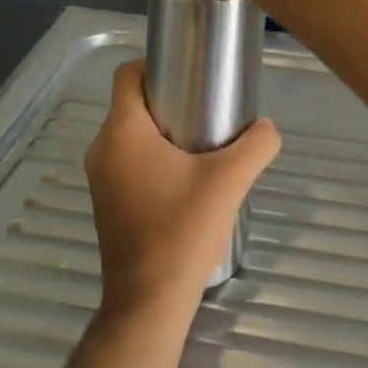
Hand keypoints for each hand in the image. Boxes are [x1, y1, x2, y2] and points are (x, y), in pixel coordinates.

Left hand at [85, 60, 281, 316]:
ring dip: (163, 131)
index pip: (127, 74)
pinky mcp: (107, 202)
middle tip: (207, 110)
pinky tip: (187, 178)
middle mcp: (102, 149)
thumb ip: (257, 144)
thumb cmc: (183, 230)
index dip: (157, 65)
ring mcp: (100, 178)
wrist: (149, 302)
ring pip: (131, 133)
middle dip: (168, 99)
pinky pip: (128, 160)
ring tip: (202, 145)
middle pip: (132, 103)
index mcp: (123, 132)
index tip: (191, 76)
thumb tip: (267, 128)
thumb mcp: (230, 180)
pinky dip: (153, 157)